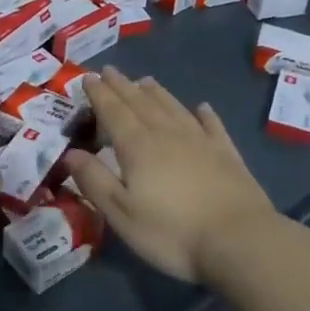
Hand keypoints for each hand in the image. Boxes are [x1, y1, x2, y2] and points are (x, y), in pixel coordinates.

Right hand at [62, 68, 279, 282]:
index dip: (99, 94)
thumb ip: (94, 180)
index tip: (88, 77)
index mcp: (138, 146)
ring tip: (145, 81)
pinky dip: (204, 114)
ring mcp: (201, 141)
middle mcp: (167, 134)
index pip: (113, 112)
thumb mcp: (121, 213)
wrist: (239, 240)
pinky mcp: (227, 153)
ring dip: (157, 93)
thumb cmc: (172, 232)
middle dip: (123, 86)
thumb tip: (71, 152)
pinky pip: (212, 125)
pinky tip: (201, 107)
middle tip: (110, 70)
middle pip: (141, 103)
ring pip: (173, 107)